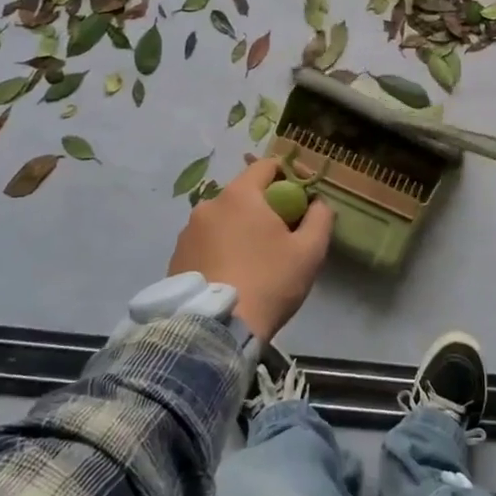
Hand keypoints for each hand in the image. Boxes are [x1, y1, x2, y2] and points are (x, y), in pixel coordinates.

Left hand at [167, 158, 334, 342]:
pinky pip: (206, 242)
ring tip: (255, 259)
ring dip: (240, 229)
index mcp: (240, 195)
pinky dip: (221, 249)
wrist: (216, 330)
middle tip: (283, 234)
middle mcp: (209, 205)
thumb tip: (318, 202)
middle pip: (244, 194)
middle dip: (265, 206)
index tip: (303, 198)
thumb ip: (320, 217)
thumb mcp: (310, 250)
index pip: (266, 166)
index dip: (289, 176)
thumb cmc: (269, 282)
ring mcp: (187, 232)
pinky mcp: (176, 257)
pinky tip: (232, 274)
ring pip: (224, 219)